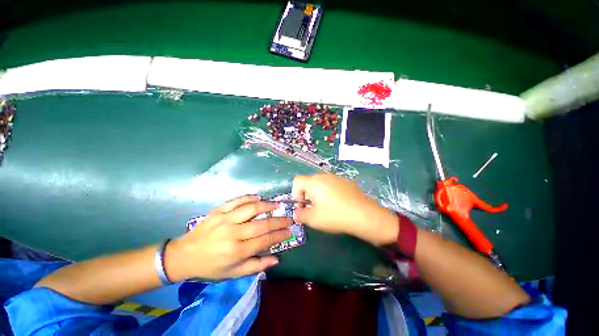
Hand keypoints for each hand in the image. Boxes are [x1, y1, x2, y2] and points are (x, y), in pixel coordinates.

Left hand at [165, 196, 291, 280]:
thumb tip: (276, 258)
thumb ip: (256, 265)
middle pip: (262, 224)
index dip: (279, 235)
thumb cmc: (211, 266)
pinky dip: (249, 197)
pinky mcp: (218, 211)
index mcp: (236, 251)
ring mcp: (225, 219)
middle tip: (288, 218)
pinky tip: (258, 197)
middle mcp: (233, 234)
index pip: (265, 240)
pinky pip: (237, 200)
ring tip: (277, 205)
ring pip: (251, 208)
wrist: (185, 255)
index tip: (289, 231)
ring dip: (267, 205)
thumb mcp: (233, 273)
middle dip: (278, 221)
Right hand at [292, 174, 397, 245]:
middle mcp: (324, 176)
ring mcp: (337, 178)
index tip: (302, 207)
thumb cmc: (334, 216)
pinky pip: (333, 185)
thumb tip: (297, 213)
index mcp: (314, 182)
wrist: (364, 215)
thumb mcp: (313, 219)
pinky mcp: (347, 182)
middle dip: (307, 196)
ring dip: (318, 195)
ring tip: (326, 208)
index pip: (297, 181)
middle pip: (309, 183)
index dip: (295, 194)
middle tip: (313, 209)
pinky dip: (330, 193)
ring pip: (321, 184)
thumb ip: (300, 215)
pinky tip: (338, 205)